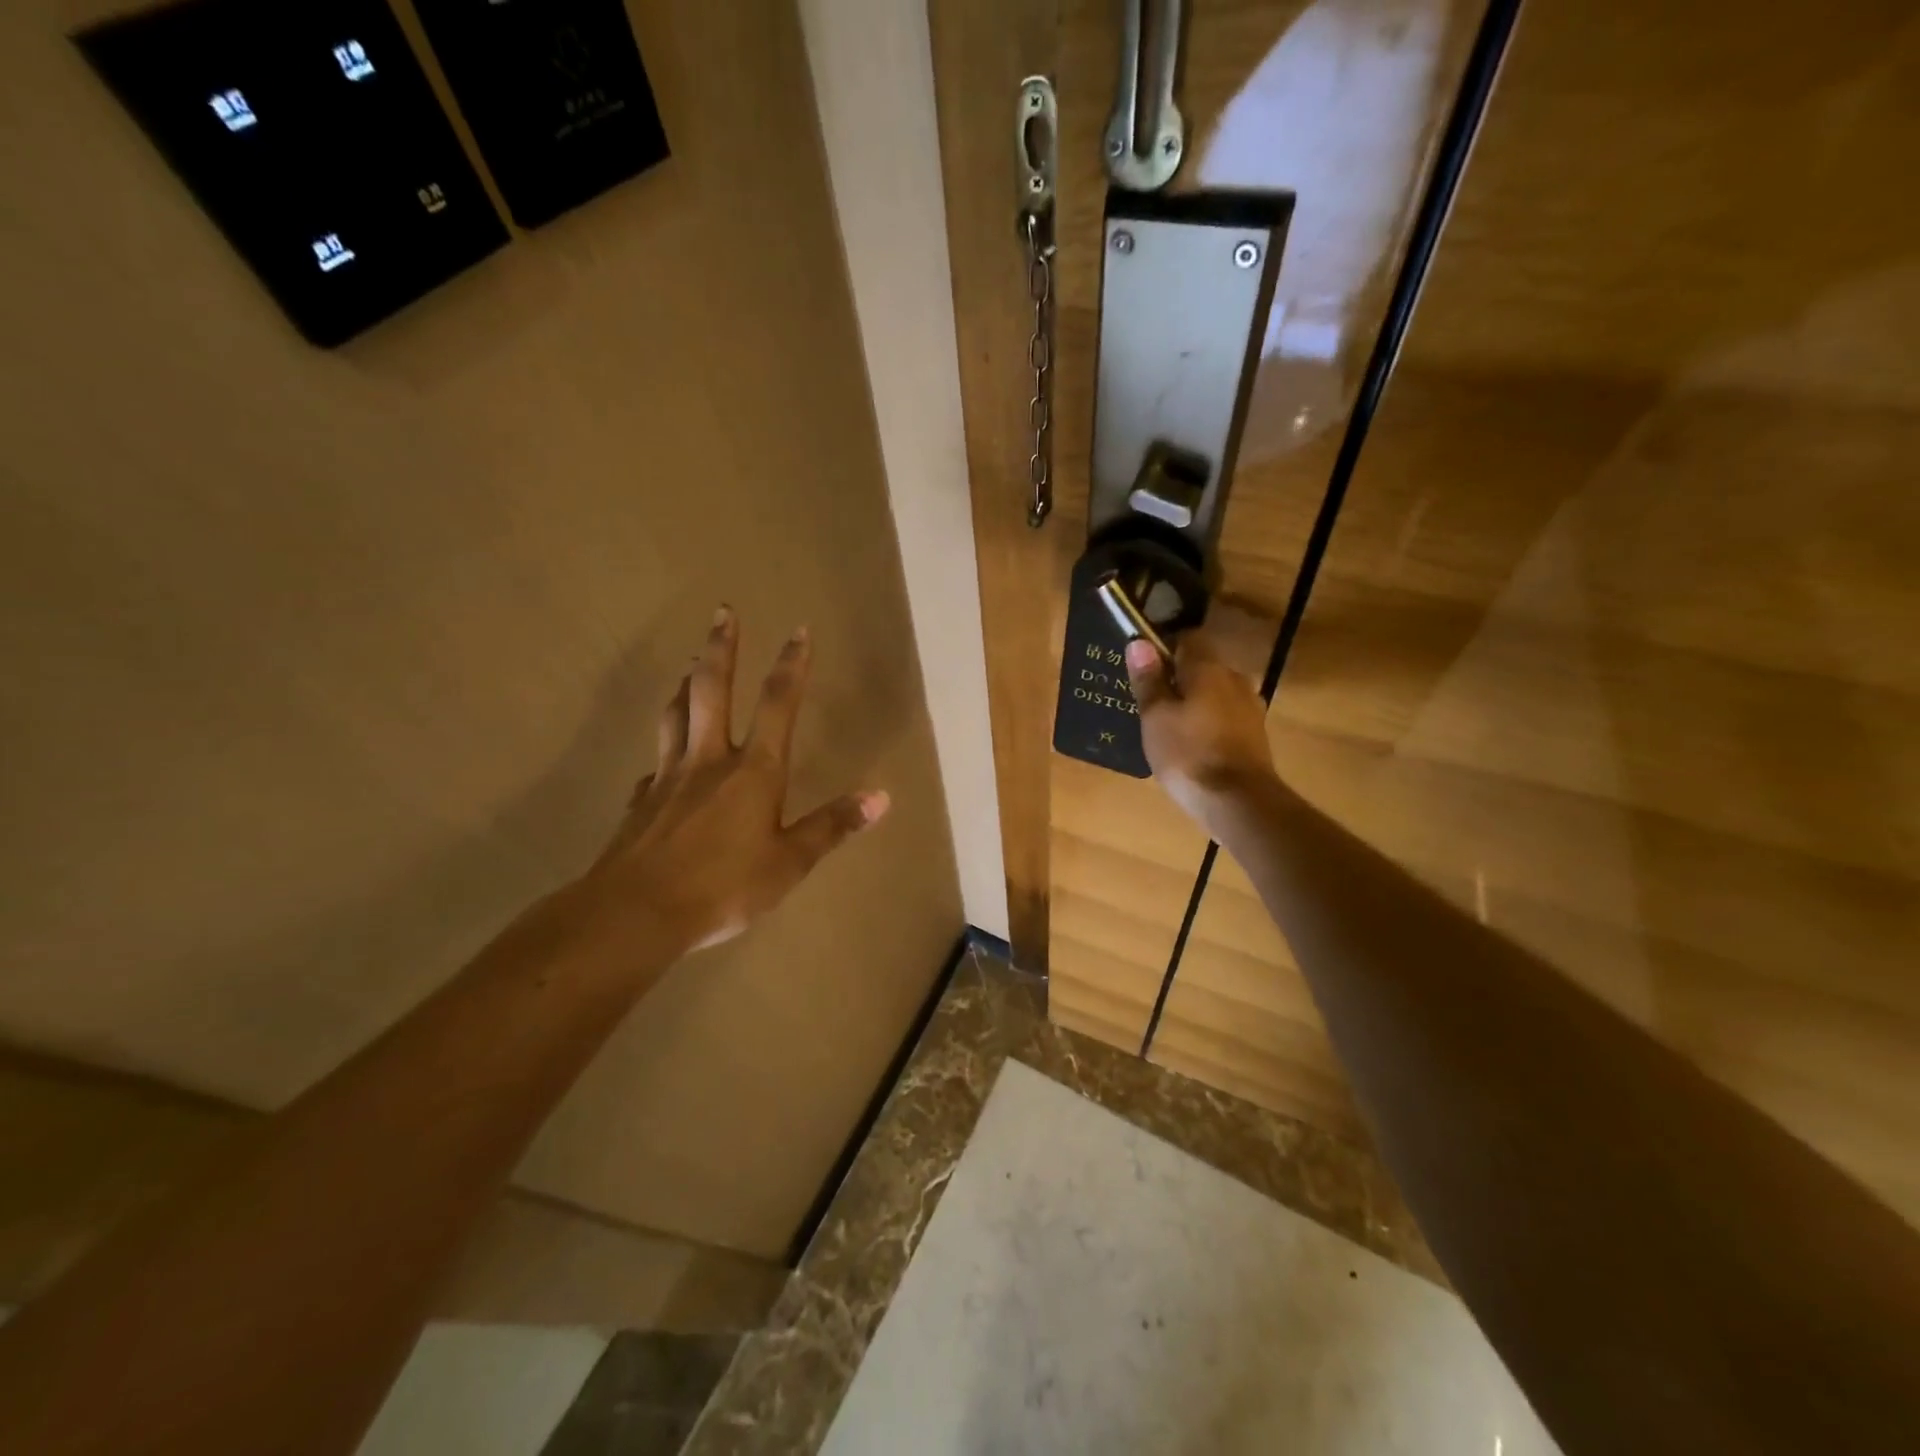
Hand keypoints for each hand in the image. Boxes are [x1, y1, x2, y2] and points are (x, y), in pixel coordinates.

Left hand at [580, 608, 888, 954]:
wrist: (636, 913)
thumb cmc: (724, 888)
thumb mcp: (790, 863)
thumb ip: (832, 826)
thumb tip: (881, 797)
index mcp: (754, 771)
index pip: (778, 704)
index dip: (791, 665)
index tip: (798, 629)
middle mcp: (710, 761)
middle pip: (713, 689)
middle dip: (722, 647)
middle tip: (723, 611)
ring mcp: (669, 777)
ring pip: (677, 714)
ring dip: (687, 681)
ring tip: (691, 662)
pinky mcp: (641, 801)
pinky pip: (655, 763)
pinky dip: (664, 748)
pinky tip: (662, 760)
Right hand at [1125, 631, 1279, 836]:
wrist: (1238, 801)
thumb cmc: (1188, 754)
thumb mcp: (1155, 717)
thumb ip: (1148, 680)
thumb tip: (1139, 643)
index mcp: (1207, 668)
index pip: (1187, 638)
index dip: (1164, 647)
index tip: (1145, 669)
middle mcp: (1234, 678)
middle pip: (1203, 667)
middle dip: (1180, 679)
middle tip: (1154, 705)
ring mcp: (1250, 707)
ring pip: (1216, 693)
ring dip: (1196, 703)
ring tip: (1172, 729)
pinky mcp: (1256, 735)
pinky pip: (1227, 717)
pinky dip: (1210, 723)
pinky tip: (1195, 746)